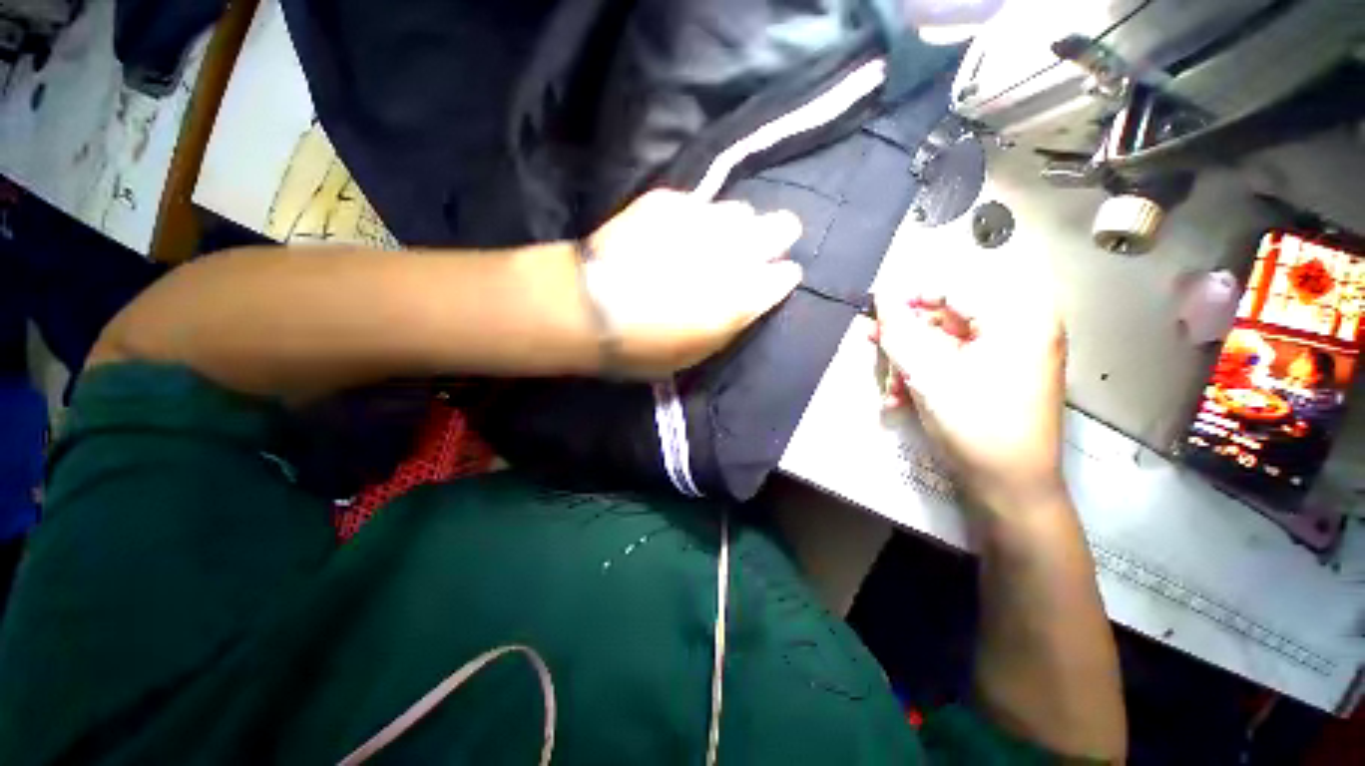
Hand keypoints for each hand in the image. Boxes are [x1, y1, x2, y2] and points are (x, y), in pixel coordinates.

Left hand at [583, 189, 803, 377]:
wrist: (588, 309)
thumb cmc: (645, 347)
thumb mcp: (698, 352)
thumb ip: (733, 321)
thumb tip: (753, 296)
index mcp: (743, 295)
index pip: (785, 275)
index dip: (783, 276)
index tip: (778, 277)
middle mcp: (734, 252)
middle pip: (781, 226)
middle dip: (777, 236)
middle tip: (762, 246)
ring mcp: (703, 221)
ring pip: (742, 210)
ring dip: (735, 226)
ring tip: (715, 240)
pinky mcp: (669, 201)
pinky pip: (699, 204)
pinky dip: (696, 219)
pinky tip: (678, 233)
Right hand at [874, 264, 1067, 513]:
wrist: (1011, 487)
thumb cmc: (976, 424)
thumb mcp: (929, 374)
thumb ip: (901, 332)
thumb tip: (882, 298)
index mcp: (1018, 318)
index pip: (953, 291)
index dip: (909, 301)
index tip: (875, 315)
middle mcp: (1021, 330)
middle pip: (946, 321)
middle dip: (905, 342)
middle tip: (875, 349)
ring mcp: (1011, 357)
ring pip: (944, 346)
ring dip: (910, 365)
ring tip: (890, 390)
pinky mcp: (999, 379)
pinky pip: (954, 366)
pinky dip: (926, 378)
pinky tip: (903, 399)